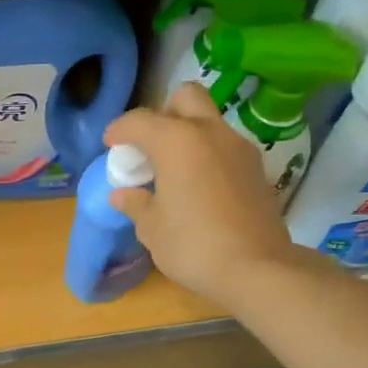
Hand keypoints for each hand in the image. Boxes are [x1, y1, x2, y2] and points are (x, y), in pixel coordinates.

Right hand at [103, 83, 308, 306]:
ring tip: (173, 170)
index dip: (119, 130)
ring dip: (188, 135)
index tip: (110, 145)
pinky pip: (225, 146)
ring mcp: (239, 148)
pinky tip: (199, 187)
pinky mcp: (256, 168)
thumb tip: (124, 194)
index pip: (139, 120)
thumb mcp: (152, 229)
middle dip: (163, 113)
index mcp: (176, 141)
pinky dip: (208, 155)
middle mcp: (210, 132)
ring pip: (209, 121)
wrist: (257, 269)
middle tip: (151, 147)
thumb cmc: (193, 245)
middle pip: (185, 98)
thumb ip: (136, 204)